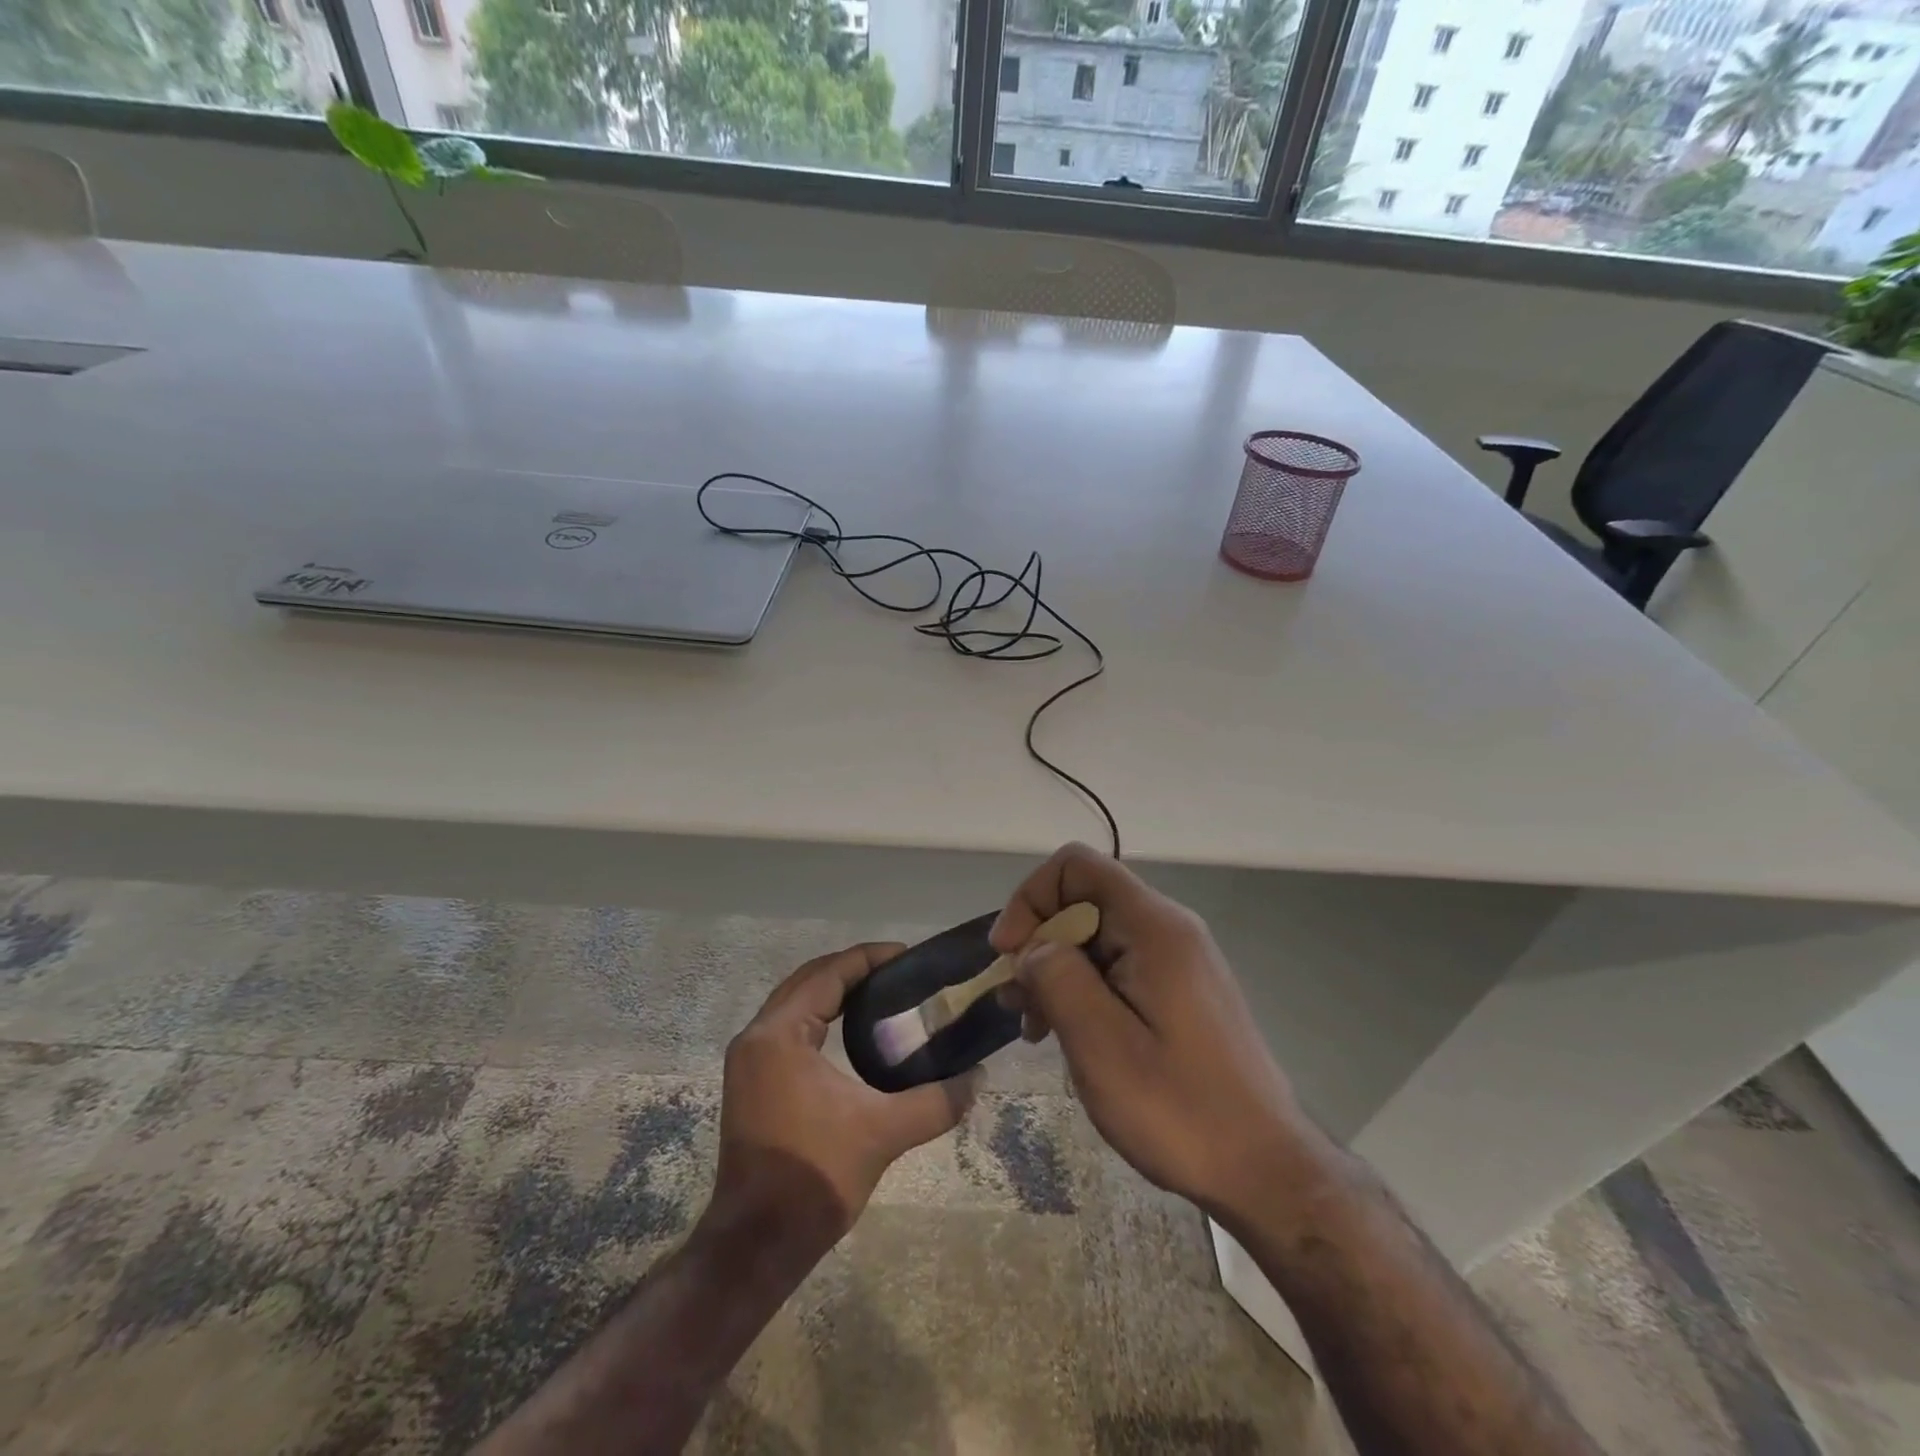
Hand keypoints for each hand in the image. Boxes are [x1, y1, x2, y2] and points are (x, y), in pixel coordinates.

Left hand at [708, 943, 982, 1253]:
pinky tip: (850, 1030)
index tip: (907, 955)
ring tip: (880, 993)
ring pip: (794, 1002)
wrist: (756, 1243)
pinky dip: (818, 1015)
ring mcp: (748, 1059)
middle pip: (808, 980)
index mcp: (779, 1034)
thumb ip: (936, 1101)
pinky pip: (788, 1026)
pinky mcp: (751, 1080)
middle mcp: (757, 1036)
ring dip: (833, 991)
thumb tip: (978, 1077)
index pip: (828, 974)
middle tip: (898, 972)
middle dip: (852, 969)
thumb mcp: (883, 1133)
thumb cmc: (815, 1177)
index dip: (868, 958)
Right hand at [992, 844, 1303, 1222]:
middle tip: (1017, 1006)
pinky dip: (1084, 990)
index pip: (1077, 865)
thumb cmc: (1179, 1108)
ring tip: (1036, 1029)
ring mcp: (1178, 960)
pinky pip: (1118, 968)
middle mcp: (1168, 928)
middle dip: (1038, 942)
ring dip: (1056, 972)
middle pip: (1084, 901)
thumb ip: (1057, 977)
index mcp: (1153, 927)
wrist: (1265, 1170)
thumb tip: (1034, 948)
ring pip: (1097, 937)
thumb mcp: (1100, 1044)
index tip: (1009, 954)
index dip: (1032, 897)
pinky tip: (1070, 1037)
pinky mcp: (1180, 990)